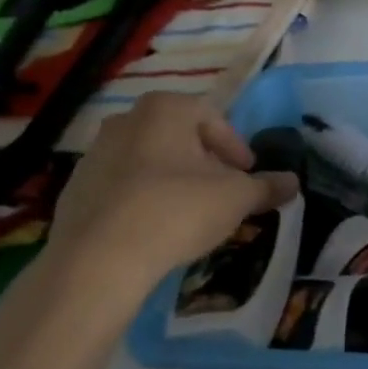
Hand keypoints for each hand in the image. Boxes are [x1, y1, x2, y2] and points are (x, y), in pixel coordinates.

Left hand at [45, 93, 297, 296]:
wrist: (98, 259)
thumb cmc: (177, 210)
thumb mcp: (236, 198)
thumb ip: (266, 187)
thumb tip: (292, 182)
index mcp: (164, 109)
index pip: (211, 117)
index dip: (235, 146)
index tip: (247, 174)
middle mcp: (125, 120)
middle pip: (178, 137)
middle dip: (204, 162)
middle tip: (222, 192)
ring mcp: (94, 154)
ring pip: (148, 161)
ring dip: (173, 180)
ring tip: (191, 214)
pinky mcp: (75, 190)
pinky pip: (122, 188)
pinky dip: (143, 200)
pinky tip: (156, 230)